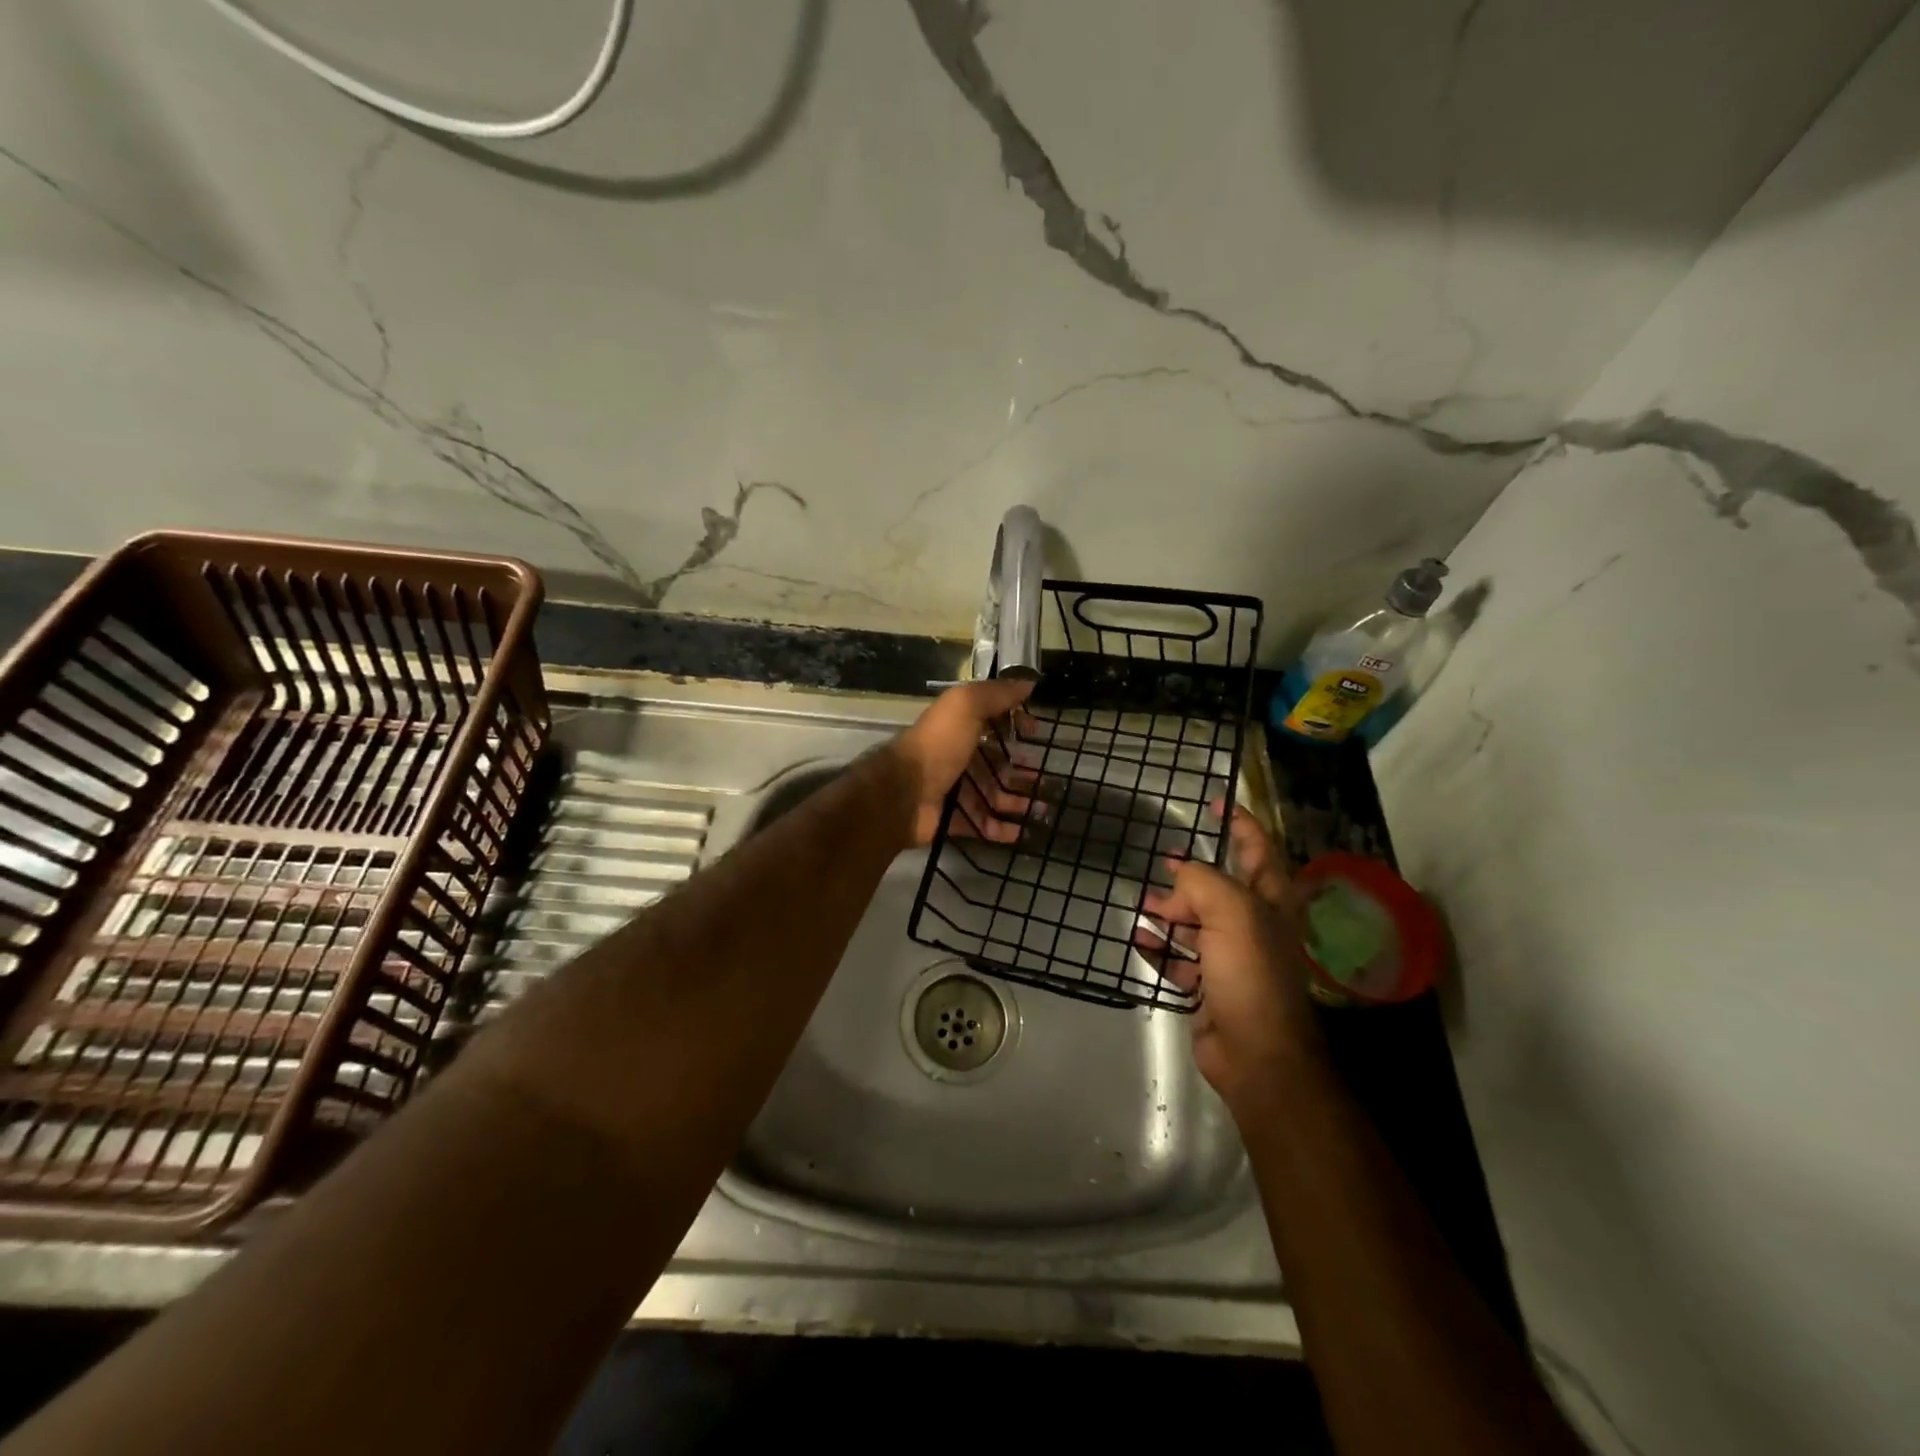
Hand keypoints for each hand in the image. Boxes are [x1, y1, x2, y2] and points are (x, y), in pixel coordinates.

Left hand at [891, 678, 1036, 846]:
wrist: (904, 793)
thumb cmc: (939, 745)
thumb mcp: (966, 706)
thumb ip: (996, 693)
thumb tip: (1028, 682)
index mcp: (960, 728)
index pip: (993, 724)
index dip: (1015, 726)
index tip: (1036, 733)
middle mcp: (958, 757)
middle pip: (996, 764)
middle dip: (1022, 771)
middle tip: (1047, 779)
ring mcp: (955, 790)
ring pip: (993, 796)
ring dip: (1018, 802)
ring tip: (1043, 810)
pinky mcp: (953, 819)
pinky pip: (982, 825)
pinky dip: (1002, 830)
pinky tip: (1022, 832)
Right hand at [1136, 805, 1322, 1110]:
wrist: (1255, 1052)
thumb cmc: (1250, 972)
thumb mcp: (1230, 912)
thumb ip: (1201, 881)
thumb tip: (1177, 879)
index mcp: (1270, 902)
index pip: (1258, 848)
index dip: (1240, 822)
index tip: (1214, 802)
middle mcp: (1254, 925)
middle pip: (1221, 887)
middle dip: (1192, 873)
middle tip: (1163, 859)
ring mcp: (1232, 958)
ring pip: (1197, 923)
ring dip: (1171, 911)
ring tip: (1143, 901)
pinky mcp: (1210, 986)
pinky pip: (1180, 959)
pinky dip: (1160, 947)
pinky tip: (1139, 937)